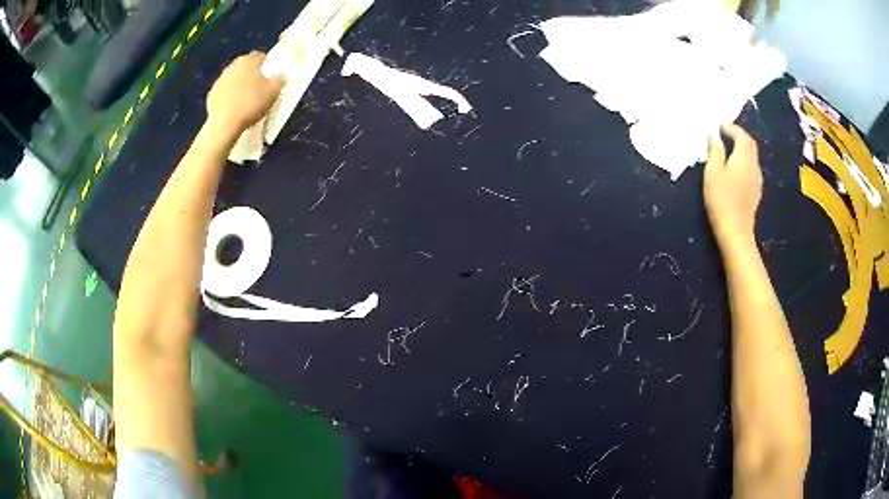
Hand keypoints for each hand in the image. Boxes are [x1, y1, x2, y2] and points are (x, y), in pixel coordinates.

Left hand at [206, 51, 284, 135]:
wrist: (224, 124)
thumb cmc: (251, 103)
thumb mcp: (274, 91)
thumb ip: (279, 79)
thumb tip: (280, 75)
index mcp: (248, 61)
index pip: (260, 56)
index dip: (266, 64)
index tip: (269, 75)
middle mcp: (232, 66)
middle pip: (244, 66)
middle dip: (250, 73)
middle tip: (257, 86)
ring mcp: (219, 80)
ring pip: (233, 78)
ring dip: (238, 84)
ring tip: (244, 99)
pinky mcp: (211, 95)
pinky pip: (223, 92)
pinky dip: (228, 96)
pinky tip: (233, 108)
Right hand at [704, 124, 762, 247]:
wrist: (735, 231)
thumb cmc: (722, 200)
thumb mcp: (712, 173)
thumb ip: (715, 152)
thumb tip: (715, 137)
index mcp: (744, 158)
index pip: (741, 136)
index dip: (731, 128)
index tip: (719, 127)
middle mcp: (754, 165)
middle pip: (750, 145)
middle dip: (739, 136)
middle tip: (726, 134)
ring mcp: (757, 180)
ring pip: (752, 156)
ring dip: (742, 149)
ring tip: (729, 149)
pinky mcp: (756, 191)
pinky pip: (751, 168)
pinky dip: (744, 161)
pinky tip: (735, 168)